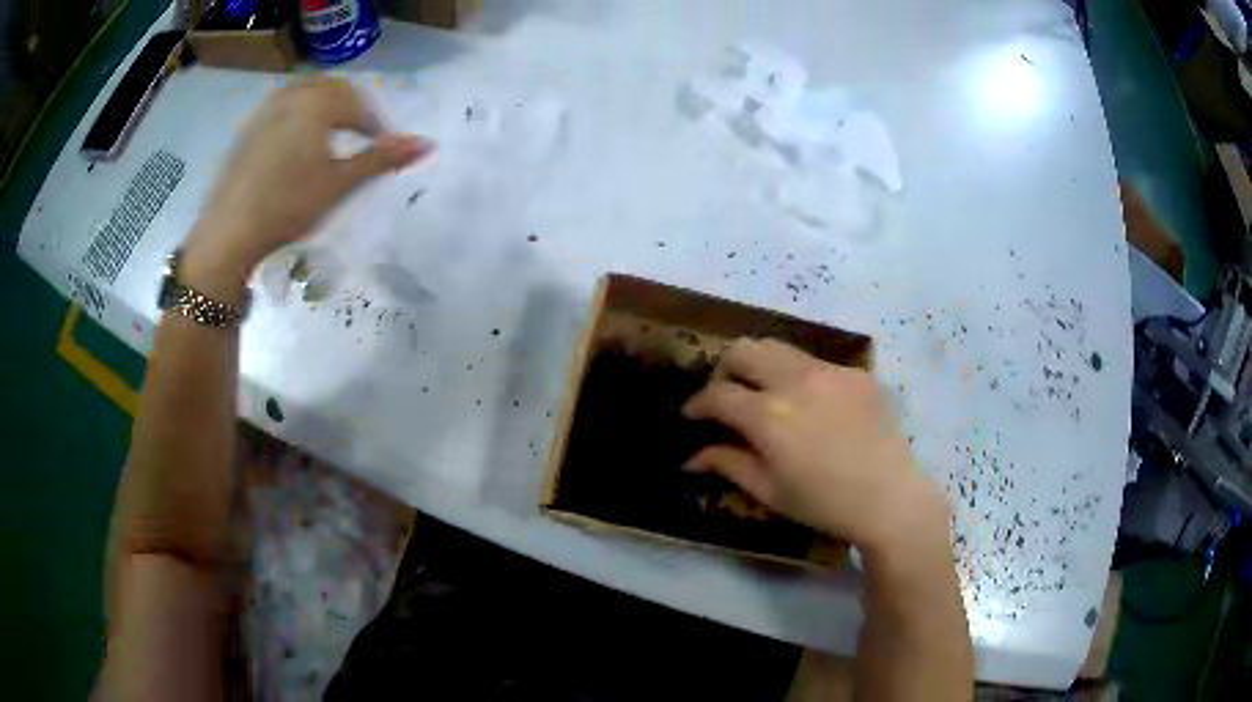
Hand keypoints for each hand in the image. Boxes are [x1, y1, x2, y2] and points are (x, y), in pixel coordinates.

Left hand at [182, 76, 433, 296]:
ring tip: (331, 132)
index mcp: (317, 104)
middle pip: (333, 88)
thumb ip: (382, 159)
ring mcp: (265, 110)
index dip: (376, 125)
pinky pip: (282, 104)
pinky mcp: (247, 128)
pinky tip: (296, 141)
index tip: (384, 148)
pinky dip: (299, 112)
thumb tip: (428, 144)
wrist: (229, 232)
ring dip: (325, 104)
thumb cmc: (288, 206)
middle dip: (352, 106)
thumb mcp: (339, 184)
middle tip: (361, 134)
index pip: (358, 105)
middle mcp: (291, 96)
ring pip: (305, 91)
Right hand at [682, 338, 946, 552]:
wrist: (890, 498)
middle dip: (725, 368)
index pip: (718, 394)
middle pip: (744, 350)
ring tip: (765, 391)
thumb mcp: (769, 492)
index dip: (697, 403)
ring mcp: (830, 371)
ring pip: (779, 348)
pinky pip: (817, 363)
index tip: (691, 414)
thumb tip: (690, 457)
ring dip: (761, 365)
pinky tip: (813, 406)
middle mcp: (795, 380)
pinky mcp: (856, 373)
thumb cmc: (824, 504)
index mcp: (768, 415)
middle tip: (726, 394)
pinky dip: (801, 377)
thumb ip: (728, 465)